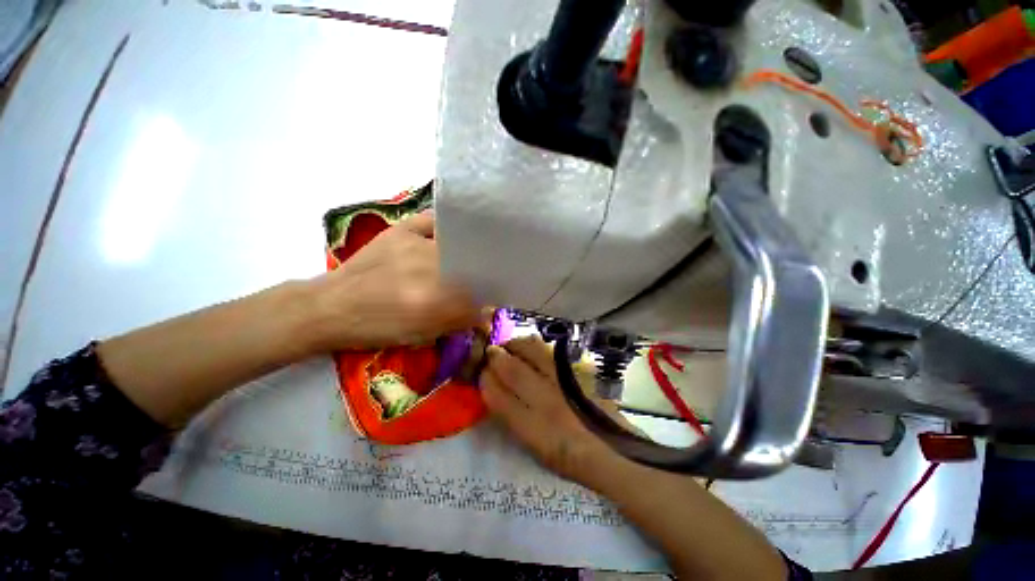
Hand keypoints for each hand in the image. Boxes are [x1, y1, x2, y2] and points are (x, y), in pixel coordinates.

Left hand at [306, 213, 480, 350]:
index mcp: (431, 300)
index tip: (487, 302)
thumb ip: (457, 321)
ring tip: (466, 263)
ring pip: (456, 246)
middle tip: (477, 284)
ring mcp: (413, 244)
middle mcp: (427, 267)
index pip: (475, 295)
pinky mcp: (400, 230)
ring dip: (465, 255)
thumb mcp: (420, 335)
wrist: (330, 306)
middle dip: (477, 278)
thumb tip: (486, 311)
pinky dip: (444, 228)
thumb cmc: (375, 327)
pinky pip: (432, 222)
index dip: (485, 299)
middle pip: (469, 268)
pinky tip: (447, 237)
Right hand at [480, 337, 622, 488]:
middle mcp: (547, 402)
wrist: (612, 450)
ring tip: (509, 346)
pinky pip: (550, 351)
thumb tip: (496, 391)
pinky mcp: (576, 372)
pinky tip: (530, 347)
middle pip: (513, 370)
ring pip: (532, 352)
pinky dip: (535, 346)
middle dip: (496, 357)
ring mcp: (564, 383)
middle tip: (491, 352)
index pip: (499, 398)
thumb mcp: (536, 449)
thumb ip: (514, 418)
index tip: (480, 373)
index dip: (486, 382)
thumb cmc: (571, 458)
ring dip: (516, 345)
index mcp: (535, 430)